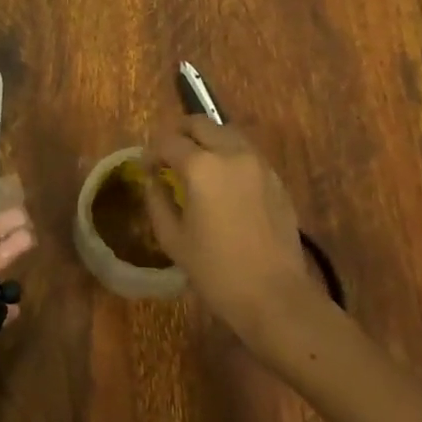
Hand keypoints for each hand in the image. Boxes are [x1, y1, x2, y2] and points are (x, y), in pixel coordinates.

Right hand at [143, 116, 325, 363]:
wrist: (276, 297)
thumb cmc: (216, 271)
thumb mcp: (173, 239)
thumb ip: (157, 201)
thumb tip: (152, 180)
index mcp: (201, 167)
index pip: (168, 142)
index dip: (151, 152)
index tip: (146, 168)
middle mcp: (231, 154)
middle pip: (200, 124)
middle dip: (179, 133)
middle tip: (167, 154)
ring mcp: (258, 164)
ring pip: (227, 133)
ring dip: (207, 139)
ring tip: (196, 163)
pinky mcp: (276, 180)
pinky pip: (246, 153)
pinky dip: (229, 155)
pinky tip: (222, 181)